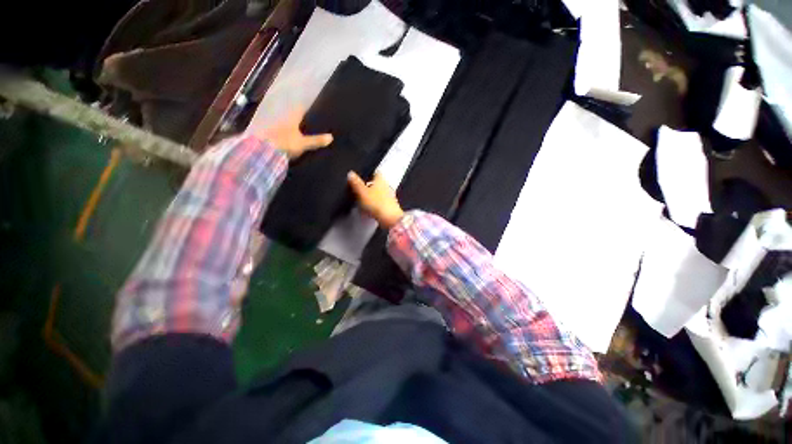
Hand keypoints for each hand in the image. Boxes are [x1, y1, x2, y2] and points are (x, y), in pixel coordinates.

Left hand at [257, 109, 332, 158]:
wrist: (263, 151)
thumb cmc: (286, 143)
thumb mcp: (303, 143)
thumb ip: (316, 140)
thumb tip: (331, 137)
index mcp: (291, 120)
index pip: (299, 110)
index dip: (304, 107)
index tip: (309, 107)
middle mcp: (282, 121)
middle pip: (291, 118)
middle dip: (298, 119)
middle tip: (307, 122)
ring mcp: (274, 129)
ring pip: (285, 126)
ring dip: (291, 129)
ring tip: (299, 133)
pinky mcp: (268, 137)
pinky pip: (280, 135)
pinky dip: (285, 137)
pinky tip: (289, 142)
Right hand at [347, 171, 404, 228]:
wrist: (390, 219)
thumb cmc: (376, 203)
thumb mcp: (362, 192)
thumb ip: (356, 183)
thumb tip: (350, 173)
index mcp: (380, 179)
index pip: (375, 172)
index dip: (369, 174)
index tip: (362, 177)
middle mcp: (387, 186)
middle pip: (377, 184)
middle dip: (369, 186)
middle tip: (359, 190)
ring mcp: (390, 197)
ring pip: (379, 194)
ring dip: (372, 197)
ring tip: (362, 202)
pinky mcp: (390, 207)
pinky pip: (380, 204)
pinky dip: (374, 205)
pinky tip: (368, 210)